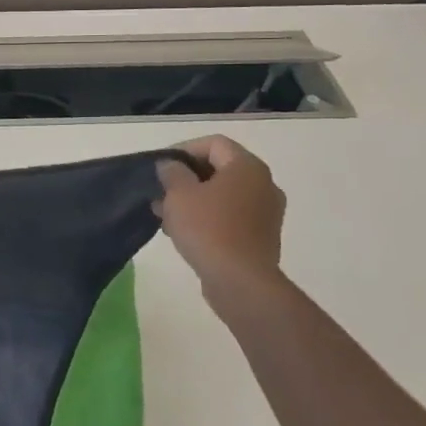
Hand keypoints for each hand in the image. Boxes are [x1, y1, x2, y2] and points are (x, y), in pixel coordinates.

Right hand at [154, 136, 288, 307]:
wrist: (241, 281)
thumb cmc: (208, 229)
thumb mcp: (179, 194)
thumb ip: (172, 172)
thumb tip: (172, 165)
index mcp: (247, 167)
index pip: (213, 143)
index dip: (183, 149)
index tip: (160, 165)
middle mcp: (263, 184)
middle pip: (219, 168)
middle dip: (186, 177)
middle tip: (160, 190)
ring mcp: (265, 212)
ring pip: (223, 194)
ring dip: (193, 199)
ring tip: (164, 214)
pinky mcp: (261, 236)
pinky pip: (230, 216)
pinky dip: (207, 217)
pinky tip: (182, 231)